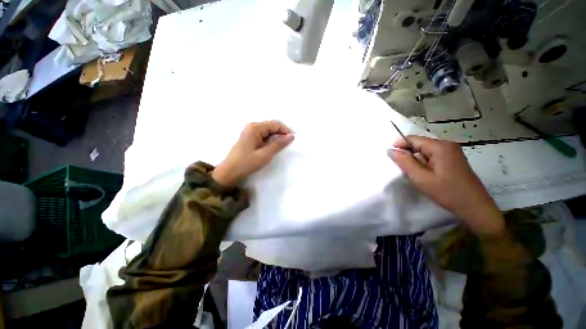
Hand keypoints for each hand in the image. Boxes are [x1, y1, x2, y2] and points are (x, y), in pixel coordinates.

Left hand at [212, 121, 294, 186]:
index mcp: (255, 128)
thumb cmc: (246, 163)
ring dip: (277, 138)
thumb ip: (278, 144)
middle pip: (272, 126)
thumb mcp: (265, 154)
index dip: (286, 130)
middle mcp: (253, 127)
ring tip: (283, 147)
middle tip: (290, 144)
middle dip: (282, 134)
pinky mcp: (250, 138)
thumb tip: (291, 136)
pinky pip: (264, 136)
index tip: (294, 140)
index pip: (275, 124)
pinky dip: (271, 141)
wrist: (229, 172)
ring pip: (269, 131)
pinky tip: (274, 147)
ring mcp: (250, 132)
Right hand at [389, 136, 504, 234]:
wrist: (475, 208)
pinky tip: (426, 175)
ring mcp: (452, 152)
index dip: (399, 145)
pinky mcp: (454, 159)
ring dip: (416, 160)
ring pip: (425, 151)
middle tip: (405, 170)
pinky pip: (432, 156)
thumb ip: (405, 162)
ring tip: (416, 174)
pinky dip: (424, 163)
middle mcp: (447, 145)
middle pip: (419, 144)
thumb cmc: (447, 193)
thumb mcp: (421, 178)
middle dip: (409, 154)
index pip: (413, 139)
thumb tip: (391, 150)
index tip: (391, 157)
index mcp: (440, 147)